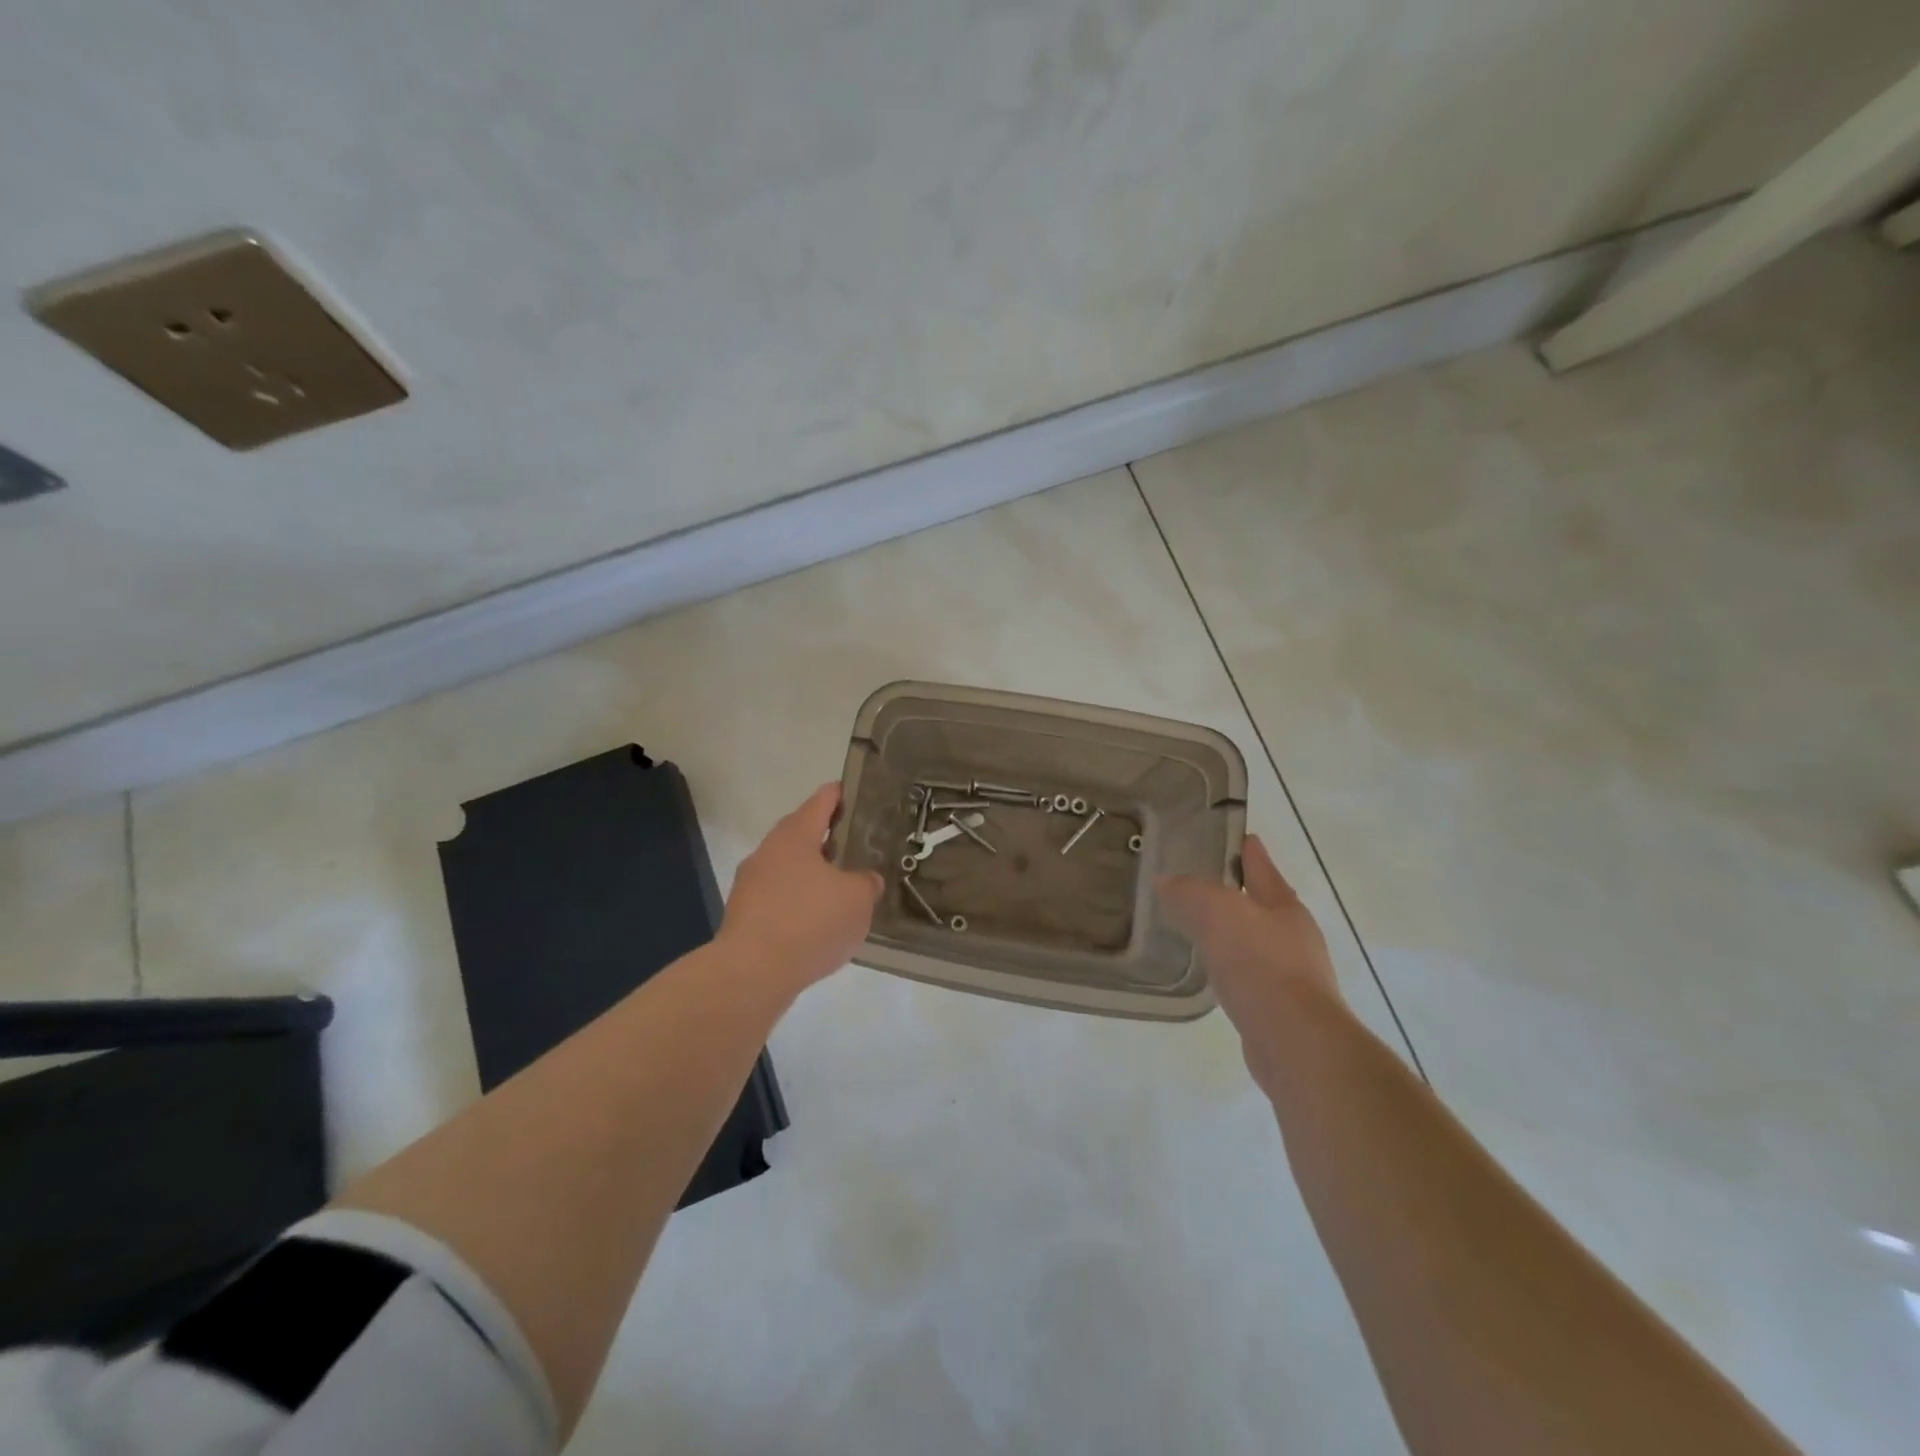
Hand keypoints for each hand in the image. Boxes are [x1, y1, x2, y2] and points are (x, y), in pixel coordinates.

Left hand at [720, 783, 883, 996]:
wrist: (751, 974)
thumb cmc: (809, 922)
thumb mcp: (857, 899)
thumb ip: (866, 883)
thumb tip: (865, 880)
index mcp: (794, 836)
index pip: (820, 802)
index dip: (839, 795)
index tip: (853, 792)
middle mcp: (767, 853)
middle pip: (800, 835)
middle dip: (826, 839)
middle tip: (855, 845)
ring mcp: (750, 885)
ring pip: (788, 870)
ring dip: (812, 875)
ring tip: (841, 889)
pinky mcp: (744, 917)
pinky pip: (779, 900)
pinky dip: (799, 905)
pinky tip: (818, 924)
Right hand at [1156, 835, 1344, 1081]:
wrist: (1295, 1042)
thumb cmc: (1260, 965)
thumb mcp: (1218, 913)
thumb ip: (1190, 892)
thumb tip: (1165, 881)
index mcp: (1284, 905)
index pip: (1262, 866)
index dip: (1246, 850)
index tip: (1233, 836)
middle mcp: (1294, 935)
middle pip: (1262, 903)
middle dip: (1238, 892)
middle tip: (1201, 884)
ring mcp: (1293, 974)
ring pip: (1256, 941)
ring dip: (1233, 932)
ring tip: (1200, 927)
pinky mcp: (1282, 1008)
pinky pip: (1251, 975)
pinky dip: (1233, 966)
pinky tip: (1215, 972)